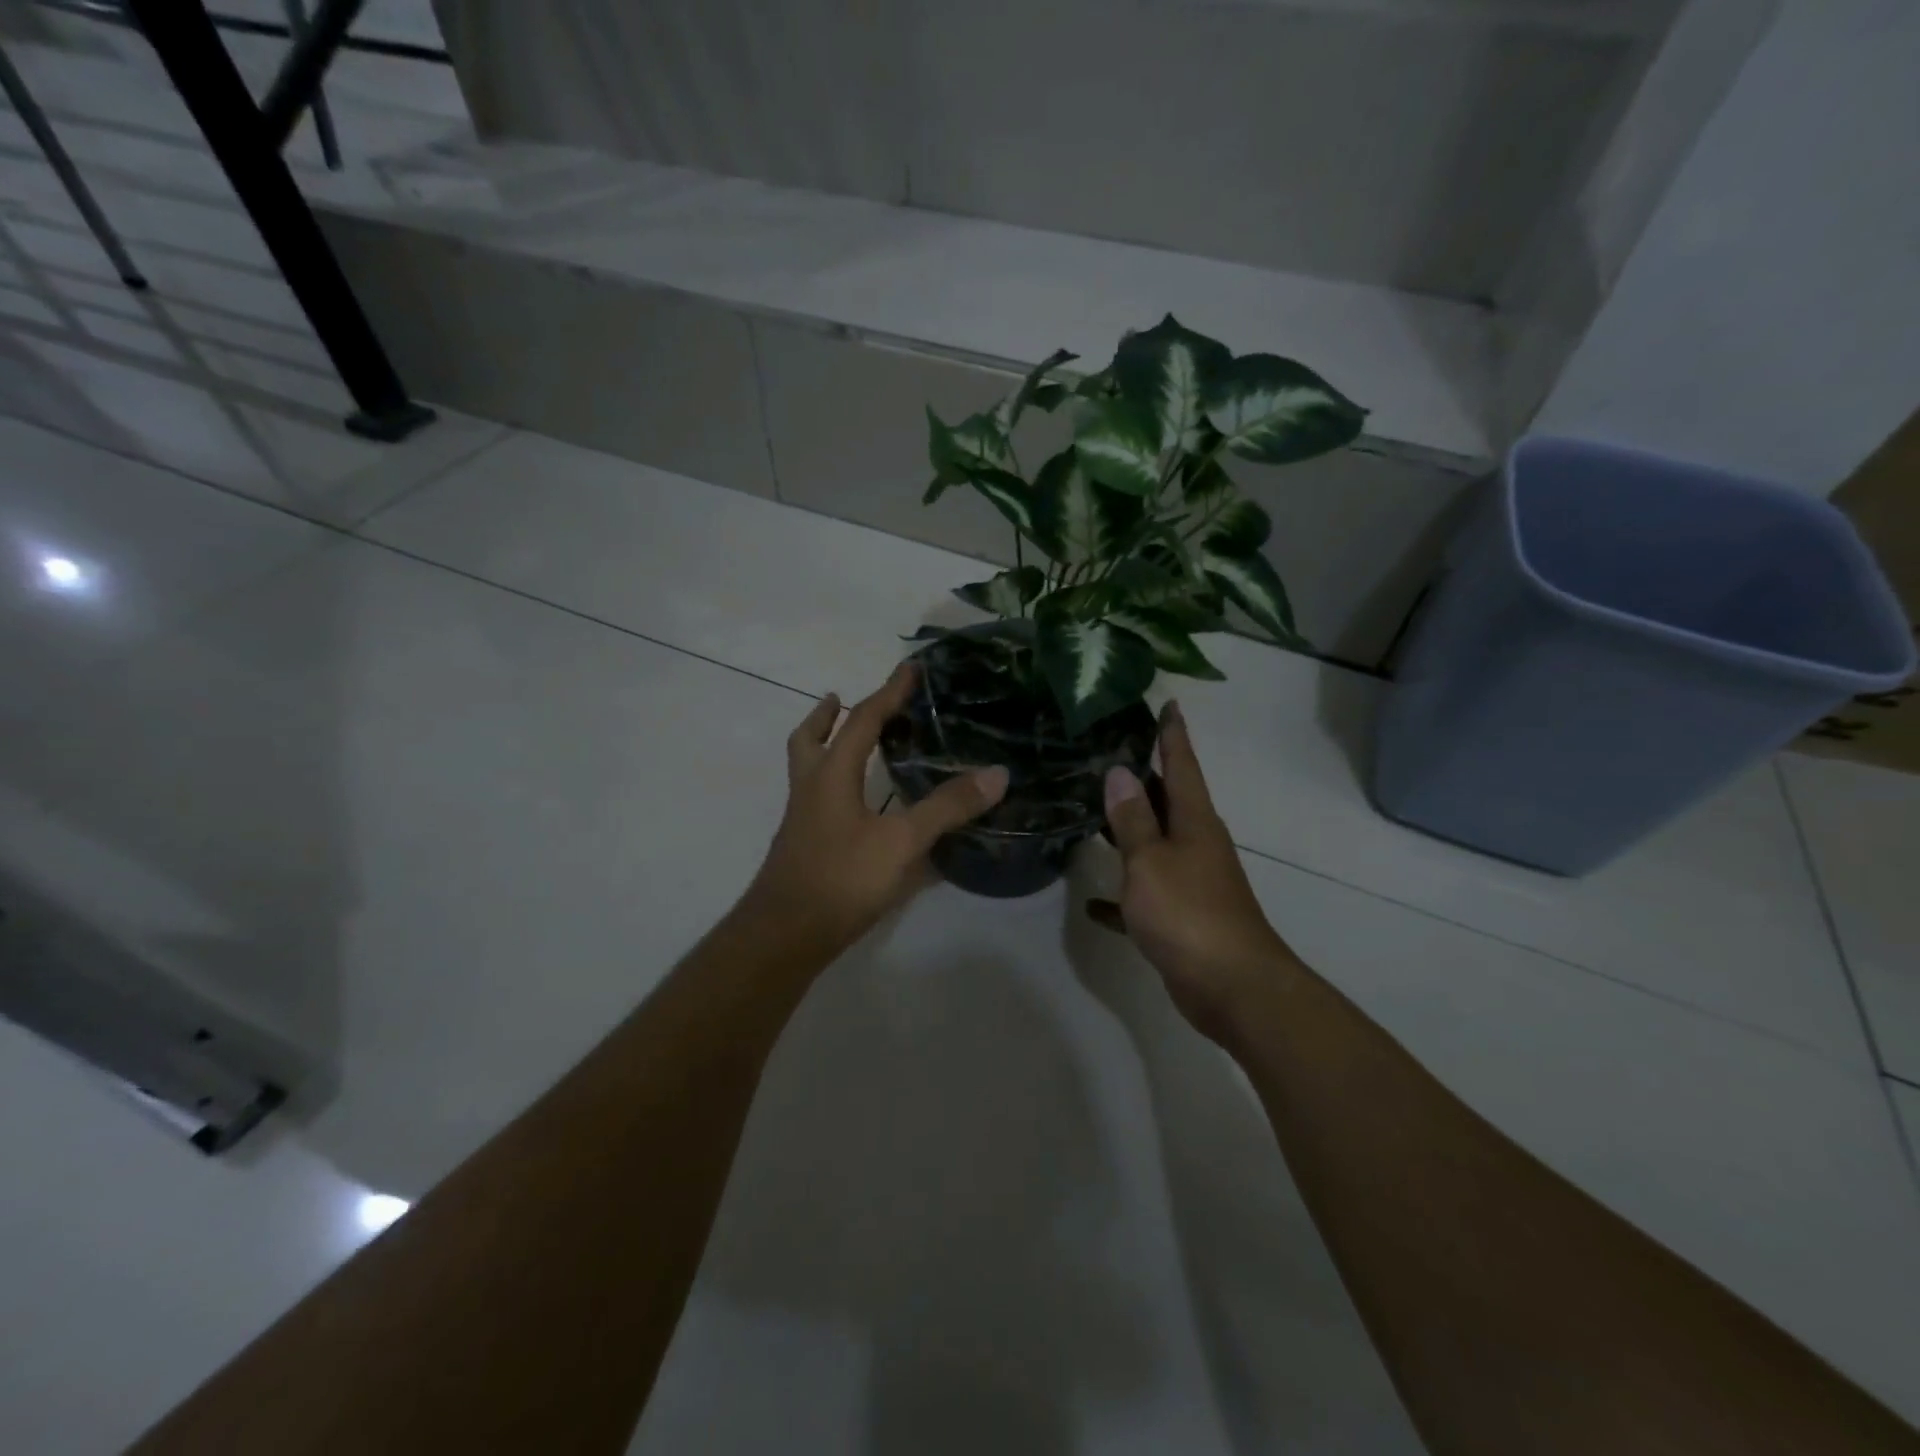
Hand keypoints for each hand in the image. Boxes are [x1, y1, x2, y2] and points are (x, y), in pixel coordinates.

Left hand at [742, 662, 1009, 954]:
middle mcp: (811, 789)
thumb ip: (947, 808)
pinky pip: (816, 799)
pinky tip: (856, 807)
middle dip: (827, 716)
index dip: (889, 692)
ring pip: (808, 769)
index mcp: (831, 774)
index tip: (909, 668)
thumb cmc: (842, 878)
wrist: (785, 935)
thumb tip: (996, 773)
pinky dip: (833, 784)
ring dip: (824, 747)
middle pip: (810, 739)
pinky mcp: (803, 846)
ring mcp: (802, 820)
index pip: (862, 720)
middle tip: (841, 699)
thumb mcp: (902, 842)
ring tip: (846, 743)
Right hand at [1089, 701, 1293, 1044]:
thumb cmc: (1188, 913)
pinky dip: (1121, 895)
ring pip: (1155, 844)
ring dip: (1130, 829)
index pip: (1182, 764)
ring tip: (1092, 809)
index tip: (1168, 703)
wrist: (1231, 987)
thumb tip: (1119, 771)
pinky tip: (1092, 900)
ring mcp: (1191, 881)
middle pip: (1168, 800)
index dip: (1172, 734)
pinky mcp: (1181, 917)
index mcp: (1194, 821)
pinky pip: (1144, 895)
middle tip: (1108, 751)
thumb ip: (1132, 819)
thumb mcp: (1150, 861)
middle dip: (1145, 776)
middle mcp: (1196, 844)